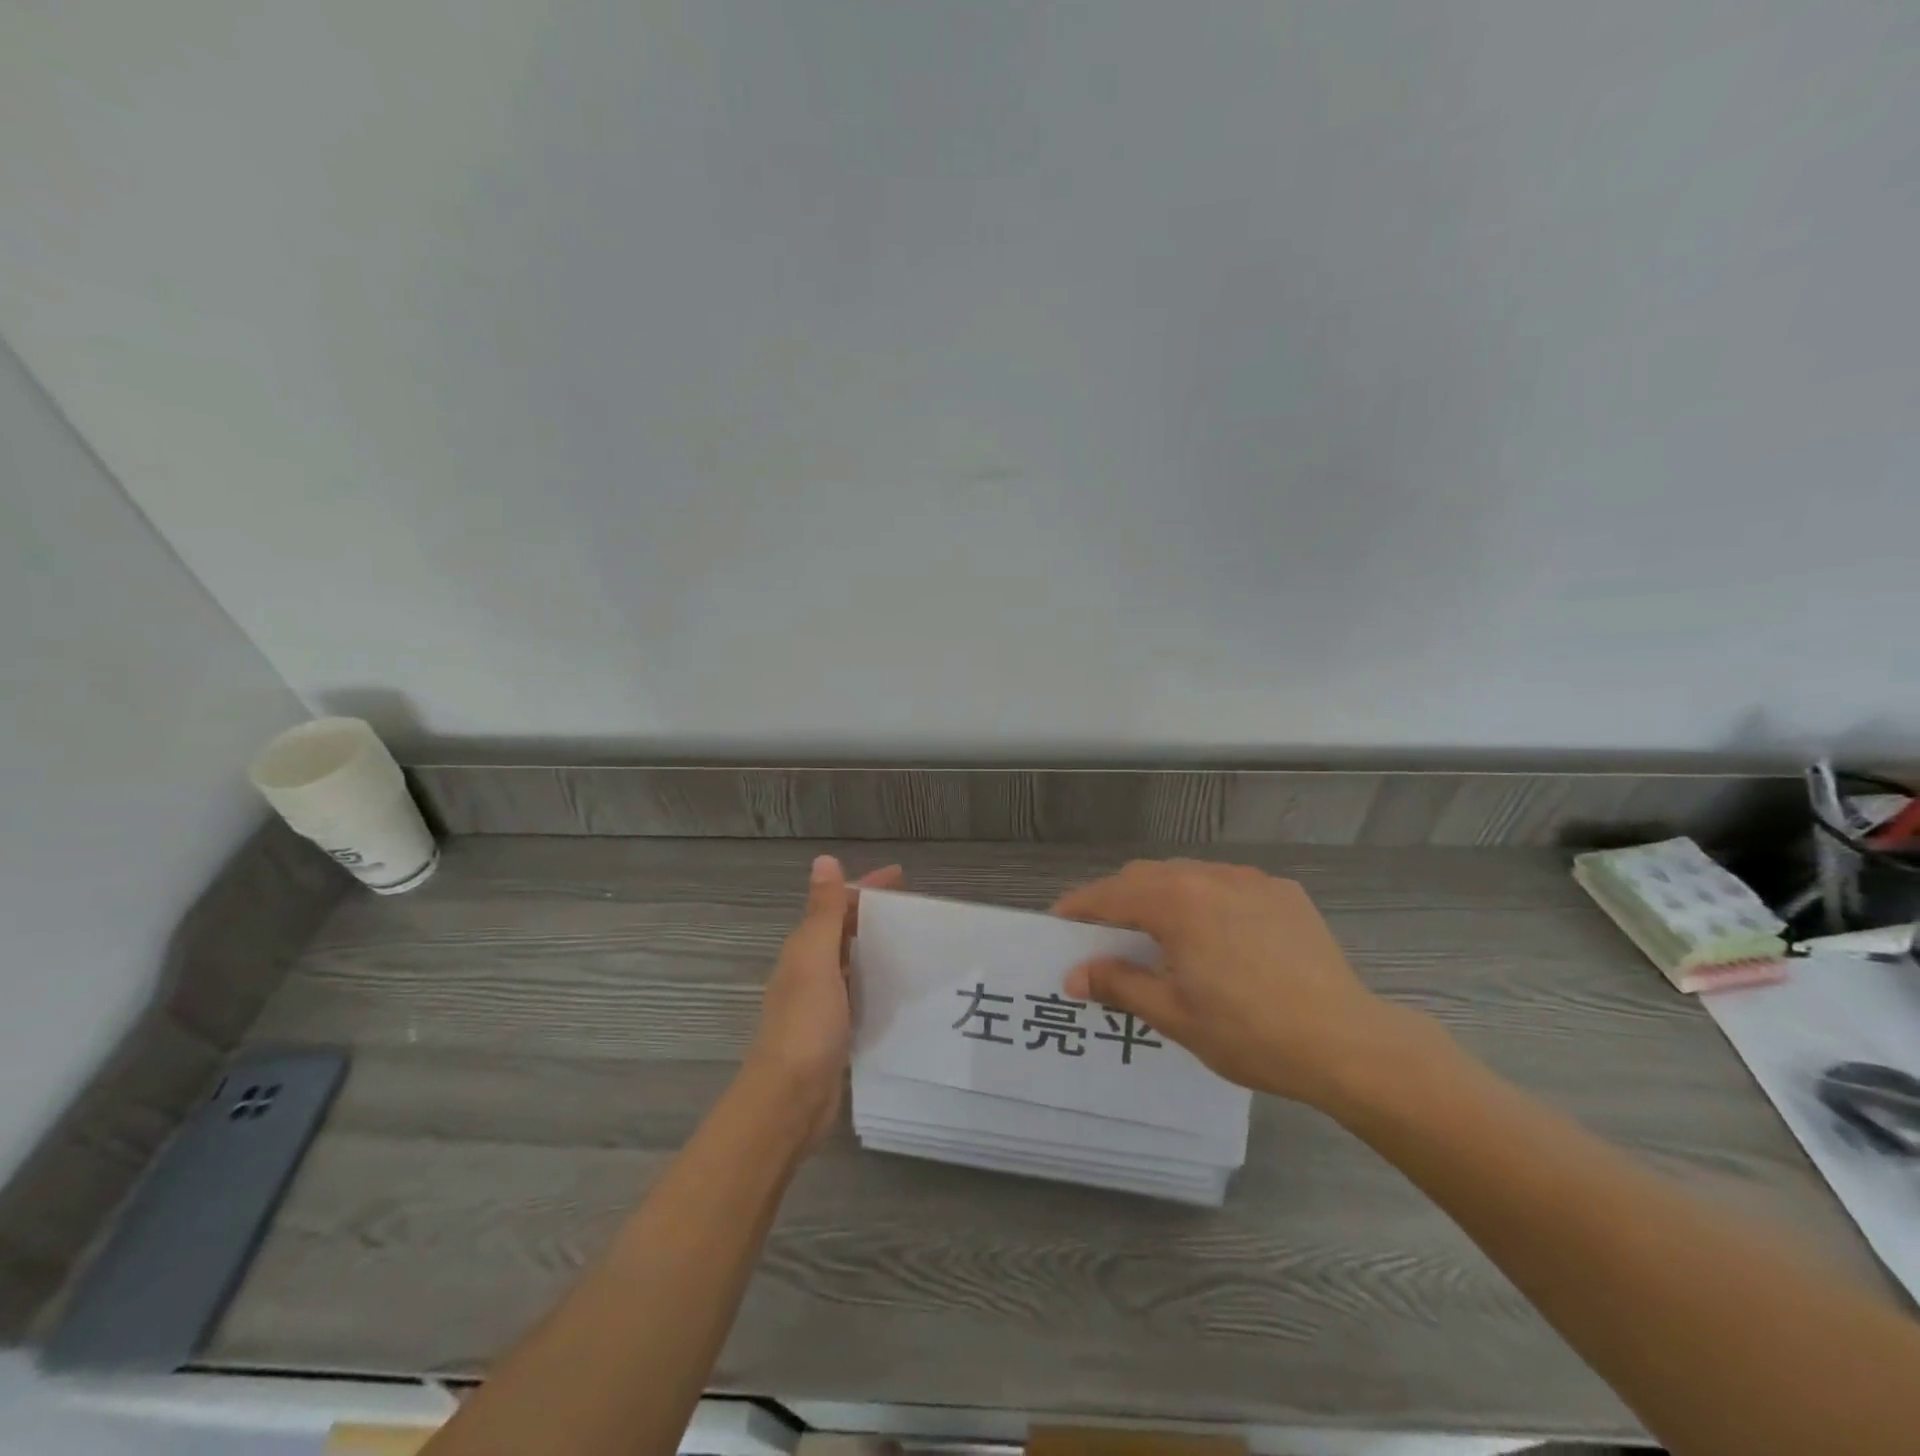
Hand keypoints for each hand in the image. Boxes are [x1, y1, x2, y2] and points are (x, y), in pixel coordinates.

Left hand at [745, 854, 902, 1146]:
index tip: (902, 878)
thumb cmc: (805, 1025)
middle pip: (845, 932)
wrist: (789, 1101)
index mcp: (804, 950)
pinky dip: (880, 984)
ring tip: (920, 946)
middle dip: (876, 916)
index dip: (866, 888)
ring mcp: (823, 1004)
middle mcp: (811, 971)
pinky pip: (862, 995)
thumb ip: (822, 913)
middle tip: (919, 913)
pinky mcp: (837, 1033)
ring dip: (880, 949)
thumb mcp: (815, 960)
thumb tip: (823, 860)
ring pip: (854, 963)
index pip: (837, 906)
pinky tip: (905, 990)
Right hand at [1056, 858, 1433, 1108]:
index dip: (1080, 907)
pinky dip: (1205, 899)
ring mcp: (1252, 880)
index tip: (1059, 923)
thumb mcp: (1173, 1015)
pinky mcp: (1284, 893)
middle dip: (1118, 898)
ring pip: (1187, 874)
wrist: (1348, 1043)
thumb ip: (1119, 985)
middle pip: (1146, 876)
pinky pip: (1227, 884)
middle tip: (1104, 933)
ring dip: (1161, 895)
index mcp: (1177, 902)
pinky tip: (1215, 935)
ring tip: (1158, 932)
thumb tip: (1075, 975)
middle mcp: (1210, 876)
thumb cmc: (1250, 1033)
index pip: (1111, 894)